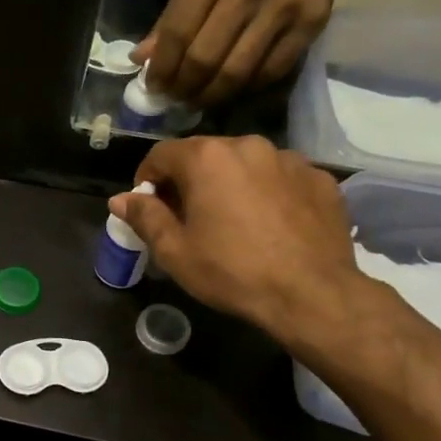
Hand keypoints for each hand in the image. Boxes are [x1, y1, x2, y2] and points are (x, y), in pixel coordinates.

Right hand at [109, 137, 362, 344]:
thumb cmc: (232, 271)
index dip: (147, 179)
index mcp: (207, 158)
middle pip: (205, 155)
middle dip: (189, 180)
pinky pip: (281, 178)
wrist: (312, 294)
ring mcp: (290, 160)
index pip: (161, 154)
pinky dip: (268, 193)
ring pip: (245, 164)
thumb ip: (145, 217)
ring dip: (230, 184)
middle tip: (187, 218)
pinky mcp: (320, 179)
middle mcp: (248, 146)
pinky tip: (270, 226)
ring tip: (233, 222)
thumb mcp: (175, 251)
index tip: (148, 207)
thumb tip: (120, 199)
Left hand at [135, 0, 355, 104]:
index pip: (177, 32)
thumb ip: (170, 16)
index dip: (162, 68)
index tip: (155, 88)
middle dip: (185, 87)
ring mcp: (283, 6)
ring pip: (237, 71)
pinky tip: (233, 90)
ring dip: (212, 95)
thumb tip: (141, 58)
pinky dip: (247, 88)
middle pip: (205, 57)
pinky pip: (271, 71)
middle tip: (177, 99)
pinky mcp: (311, 23)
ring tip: (199, 101)